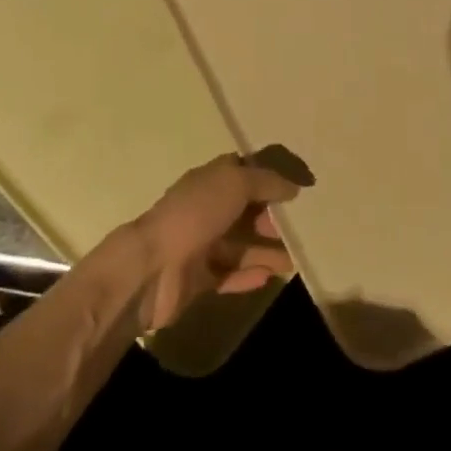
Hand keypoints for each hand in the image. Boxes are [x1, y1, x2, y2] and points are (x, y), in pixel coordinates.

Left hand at [130, 154, 300, 332]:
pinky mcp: (198, 279)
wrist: (152, 267)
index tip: (294, 188)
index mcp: (210, 180)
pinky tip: (270, 277)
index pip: (242, 172)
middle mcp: (205, 209)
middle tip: (298, 229)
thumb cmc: (195, 214)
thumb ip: (265, 182)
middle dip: (269, 218)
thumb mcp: (234, 184)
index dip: (267, 177)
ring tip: (294, 261)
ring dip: (266, 251)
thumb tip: (293, 186)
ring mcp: (201, 245)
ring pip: (240, 245)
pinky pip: (229, 274)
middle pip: (243, 211)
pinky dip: (249, 275)